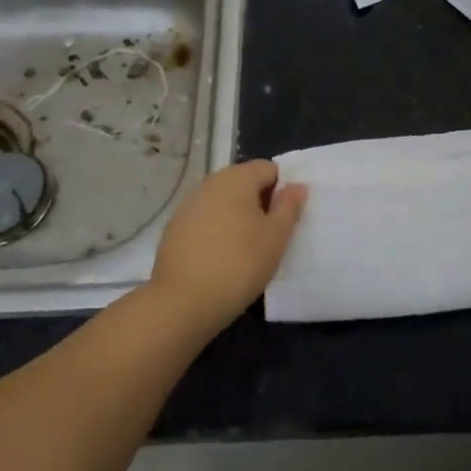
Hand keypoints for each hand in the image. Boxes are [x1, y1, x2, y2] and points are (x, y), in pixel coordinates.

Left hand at [148, 160, 306, 332]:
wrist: (183, 302)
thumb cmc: (240, 263)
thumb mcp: (277, 237)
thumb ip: (289, 206)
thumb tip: (296, 186)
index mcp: (236, 178)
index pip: (268, 168)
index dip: (283, 189)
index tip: (286, 219)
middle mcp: (209, 183)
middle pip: (243, 183)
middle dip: (260, 203)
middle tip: (271, 236)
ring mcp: (187, 206)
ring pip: (223, 203)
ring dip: (238, 218)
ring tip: (247, 250)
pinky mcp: (174, 230)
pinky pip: (205, 221)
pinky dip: (217, 232)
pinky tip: (222, 259)